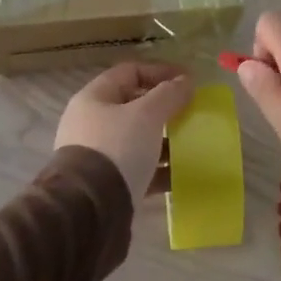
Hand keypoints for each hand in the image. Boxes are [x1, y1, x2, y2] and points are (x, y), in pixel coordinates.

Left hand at [55, 62, 194, 200]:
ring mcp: (97, 155)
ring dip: (164, 139)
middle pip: (133, 106)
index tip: (188, 81)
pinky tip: (181, 174)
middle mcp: (91, 123)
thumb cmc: (117, 148)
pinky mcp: (106, 184)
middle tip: (190, 112)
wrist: (90, 208)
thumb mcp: (146, 115)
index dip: (160, 72)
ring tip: (190, 144)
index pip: (130, 72)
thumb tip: (186, 81)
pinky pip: (138, 168)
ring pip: (137, 139)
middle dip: (164, 108)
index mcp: (94, 98)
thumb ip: (169, 94)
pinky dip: (159, 168)